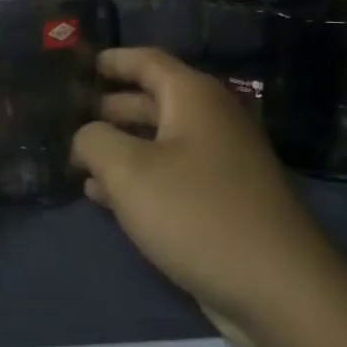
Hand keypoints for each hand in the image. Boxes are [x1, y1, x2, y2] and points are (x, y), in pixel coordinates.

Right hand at [72, 48, 329, 346]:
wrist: (276, 286)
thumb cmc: (196, 212)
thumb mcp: (129, 171)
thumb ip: (95, 142)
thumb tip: (86, 135)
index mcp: (194, 98)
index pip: (148, 61)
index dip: (114, 60)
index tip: (82, 63)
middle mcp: (211, 121)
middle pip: (153, 101)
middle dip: (111, 107)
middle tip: (69, 114)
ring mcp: (220, 163)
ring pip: (159, 143)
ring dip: (120, 147)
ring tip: (77, 157)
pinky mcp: (222, 202)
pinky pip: (171, 177)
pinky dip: (137, 179)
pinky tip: (103, 196)